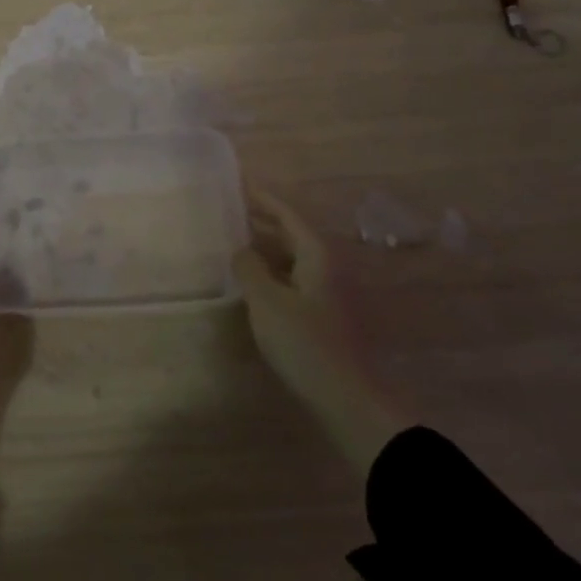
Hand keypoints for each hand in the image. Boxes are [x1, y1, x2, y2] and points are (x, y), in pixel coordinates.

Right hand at [234, 191, 407, 472]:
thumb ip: (250, 269)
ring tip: (237, 242)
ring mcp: (331, 291)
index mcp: (318, 255)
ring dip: (268, 248)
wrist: (347, 397)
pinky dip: (275, 271)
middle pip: (294, 234)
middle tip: (233, 211)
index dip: (263, 199)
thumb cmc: (305, 342)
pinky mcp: (327, 314)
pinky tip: (256, 281)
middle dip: (265, 222)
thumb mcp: (267, 302)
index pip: (288, 214)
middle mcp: (329, 266)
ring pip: (295, 258)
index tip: (240, 183)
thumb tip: (242, 250)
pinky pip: (297, 278)